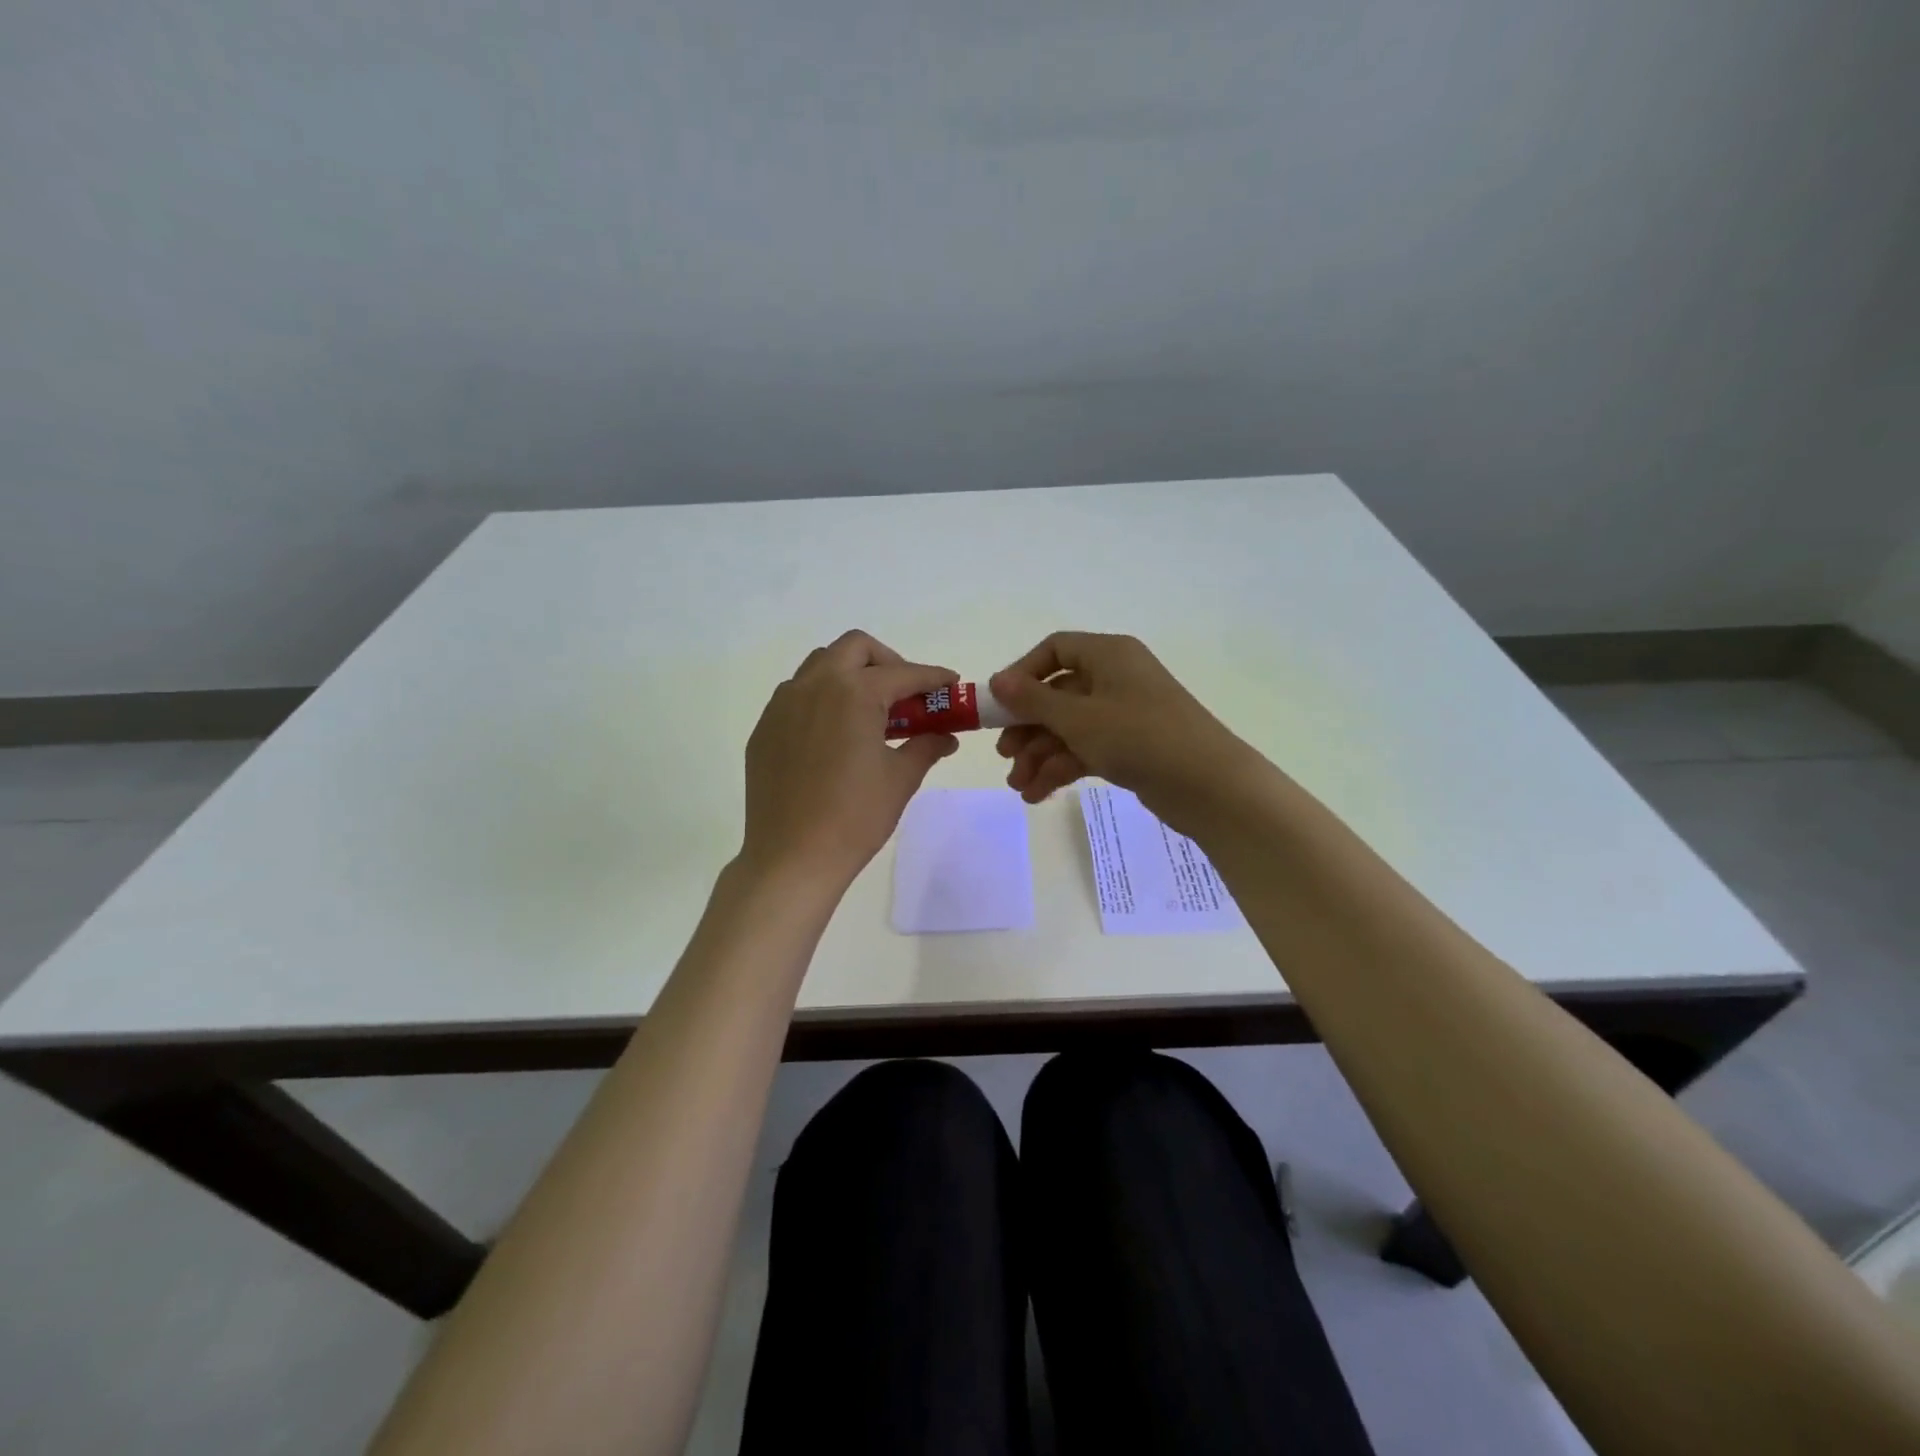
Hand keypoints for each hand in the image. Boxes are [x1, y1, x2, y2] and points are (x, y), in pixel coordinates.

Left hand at [740, 630, 959, 894]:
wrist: (791, 857)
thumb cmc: (854, 817)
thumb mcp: (900, 779)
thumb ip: (926, 746)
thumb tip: (946, 736)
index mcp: (854, 693)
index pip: (903, 674)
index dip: (933, 677)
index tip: (951, 684)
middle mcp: (814, 685)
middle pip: (856, 648)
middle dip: (887, 662)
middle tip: (905, 695)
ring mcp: (783, 705)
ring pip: (821, 665)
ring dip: (851, 674)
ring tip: (869, 712)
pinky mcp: (765, 728)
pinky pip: (797, 695)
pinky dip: (823, 699)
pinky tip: (835, 735)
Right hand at [988, 632, 1263, 830]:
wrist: (1208, 785)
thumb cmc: (1138, 737)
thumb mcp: (1078, 718)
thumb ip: (1032, 700)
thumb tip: (997, 681)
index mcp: (1109, 655)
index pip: (1055, 650)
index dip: (1022, 674)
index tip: (999, 705)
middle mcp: (1116, 678)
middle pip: (1058, 694)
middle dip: (1028, 728)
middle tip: (1005, 755)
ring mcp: (1125, 714)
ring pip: (1070, 727)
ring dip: (1041, 755)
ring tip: (1020, 787)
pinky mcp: (1132, 746)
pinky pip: (1087, 749)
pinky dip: (1063, 768)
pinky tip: (1039, 794)